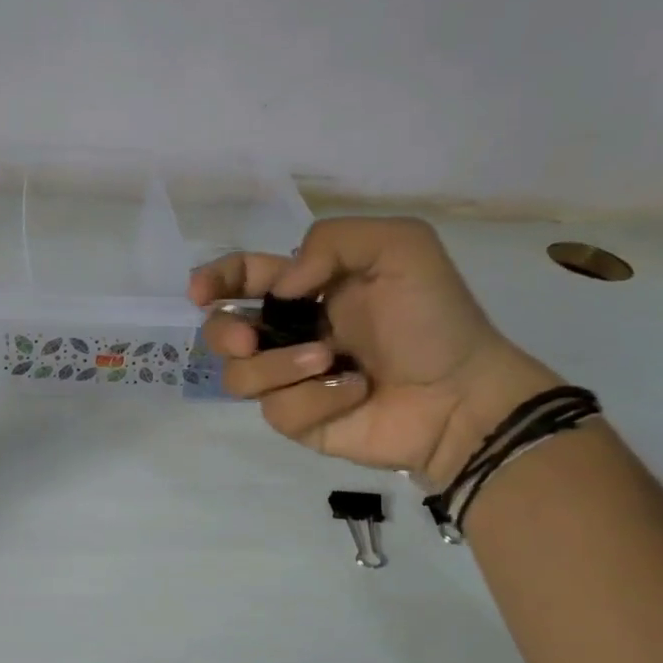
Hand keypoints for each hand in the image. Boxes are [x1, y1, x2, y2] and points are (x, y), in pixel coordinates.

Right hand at [190, 217, 558, 486]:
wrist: (462, 395)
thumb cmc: (433, 318)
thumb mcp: (399, 248)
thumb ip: (332, 241)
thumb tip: (280, 288)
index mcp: (306, 290)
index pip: (243, 279)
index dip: (215, 280)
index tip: (200, 292)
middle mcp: (290, 333)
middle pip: (222, 332)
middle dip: (225, 333)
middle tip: (251, 340)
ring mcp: (291, 380)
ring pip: (239, 376)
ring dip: (279, 366)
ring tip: (329, 362)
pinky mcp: (299, 421)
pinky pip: (277, 411)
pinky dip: (316, 398)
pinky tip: (354, 392)